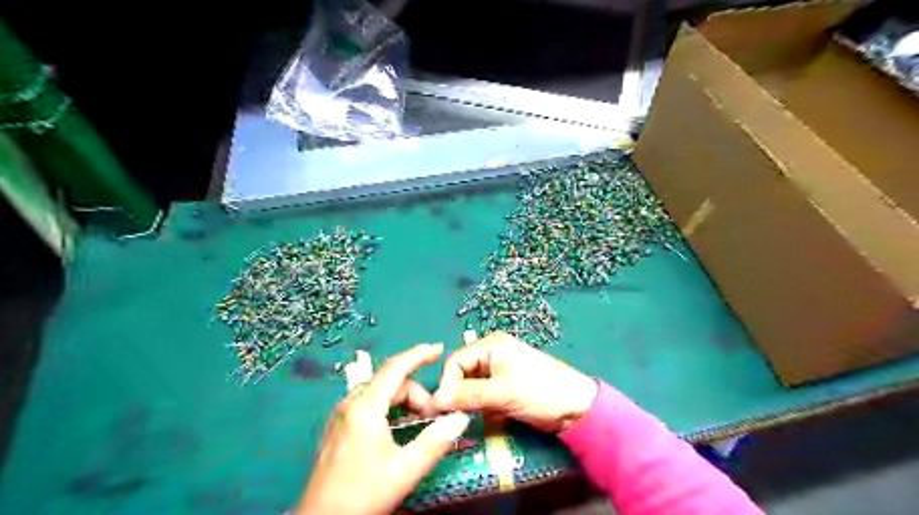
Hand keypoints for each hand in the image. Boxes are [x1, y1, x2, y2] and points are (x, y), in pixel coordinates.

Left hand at [297, 347, 469, 514]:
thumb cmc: (362, 494)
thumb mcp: (404, 470)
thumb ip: (435, 441)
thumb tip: (459, 418)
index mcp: (365, 407)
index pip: (396, 368)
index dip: (419, 354)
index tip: (439, 349)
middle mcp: (350, 403)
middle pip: (390, 382)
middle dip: (416, 393)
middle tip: (433, 417)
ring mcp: (341, 413)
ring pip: (380, 392)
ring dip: (403, 401)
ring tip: (419, 422)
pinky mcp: (338, 425)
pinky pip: (369, 402)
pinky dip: (389, 407)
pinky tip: (398, 426)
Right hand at [436, 333, 599, 432]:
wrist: (577, 408)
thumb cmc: (540, 391)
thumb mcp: (502, 392)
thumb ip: (467, 395)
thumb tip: (435, 401)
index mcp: (490, 345)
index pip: (455, 361)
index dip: (447, 384)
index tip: (442, 409)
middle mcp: (491, 355)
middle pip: (461, 374)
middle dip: (456, 395)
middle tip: (451, 418)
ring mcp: (498, 372)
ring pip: (470, 387)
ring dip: (467, 403)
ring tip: (464, 421)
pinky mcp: (504, 389)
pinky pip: (481, 397)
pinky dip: (479, 408)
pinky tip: (481, 419)